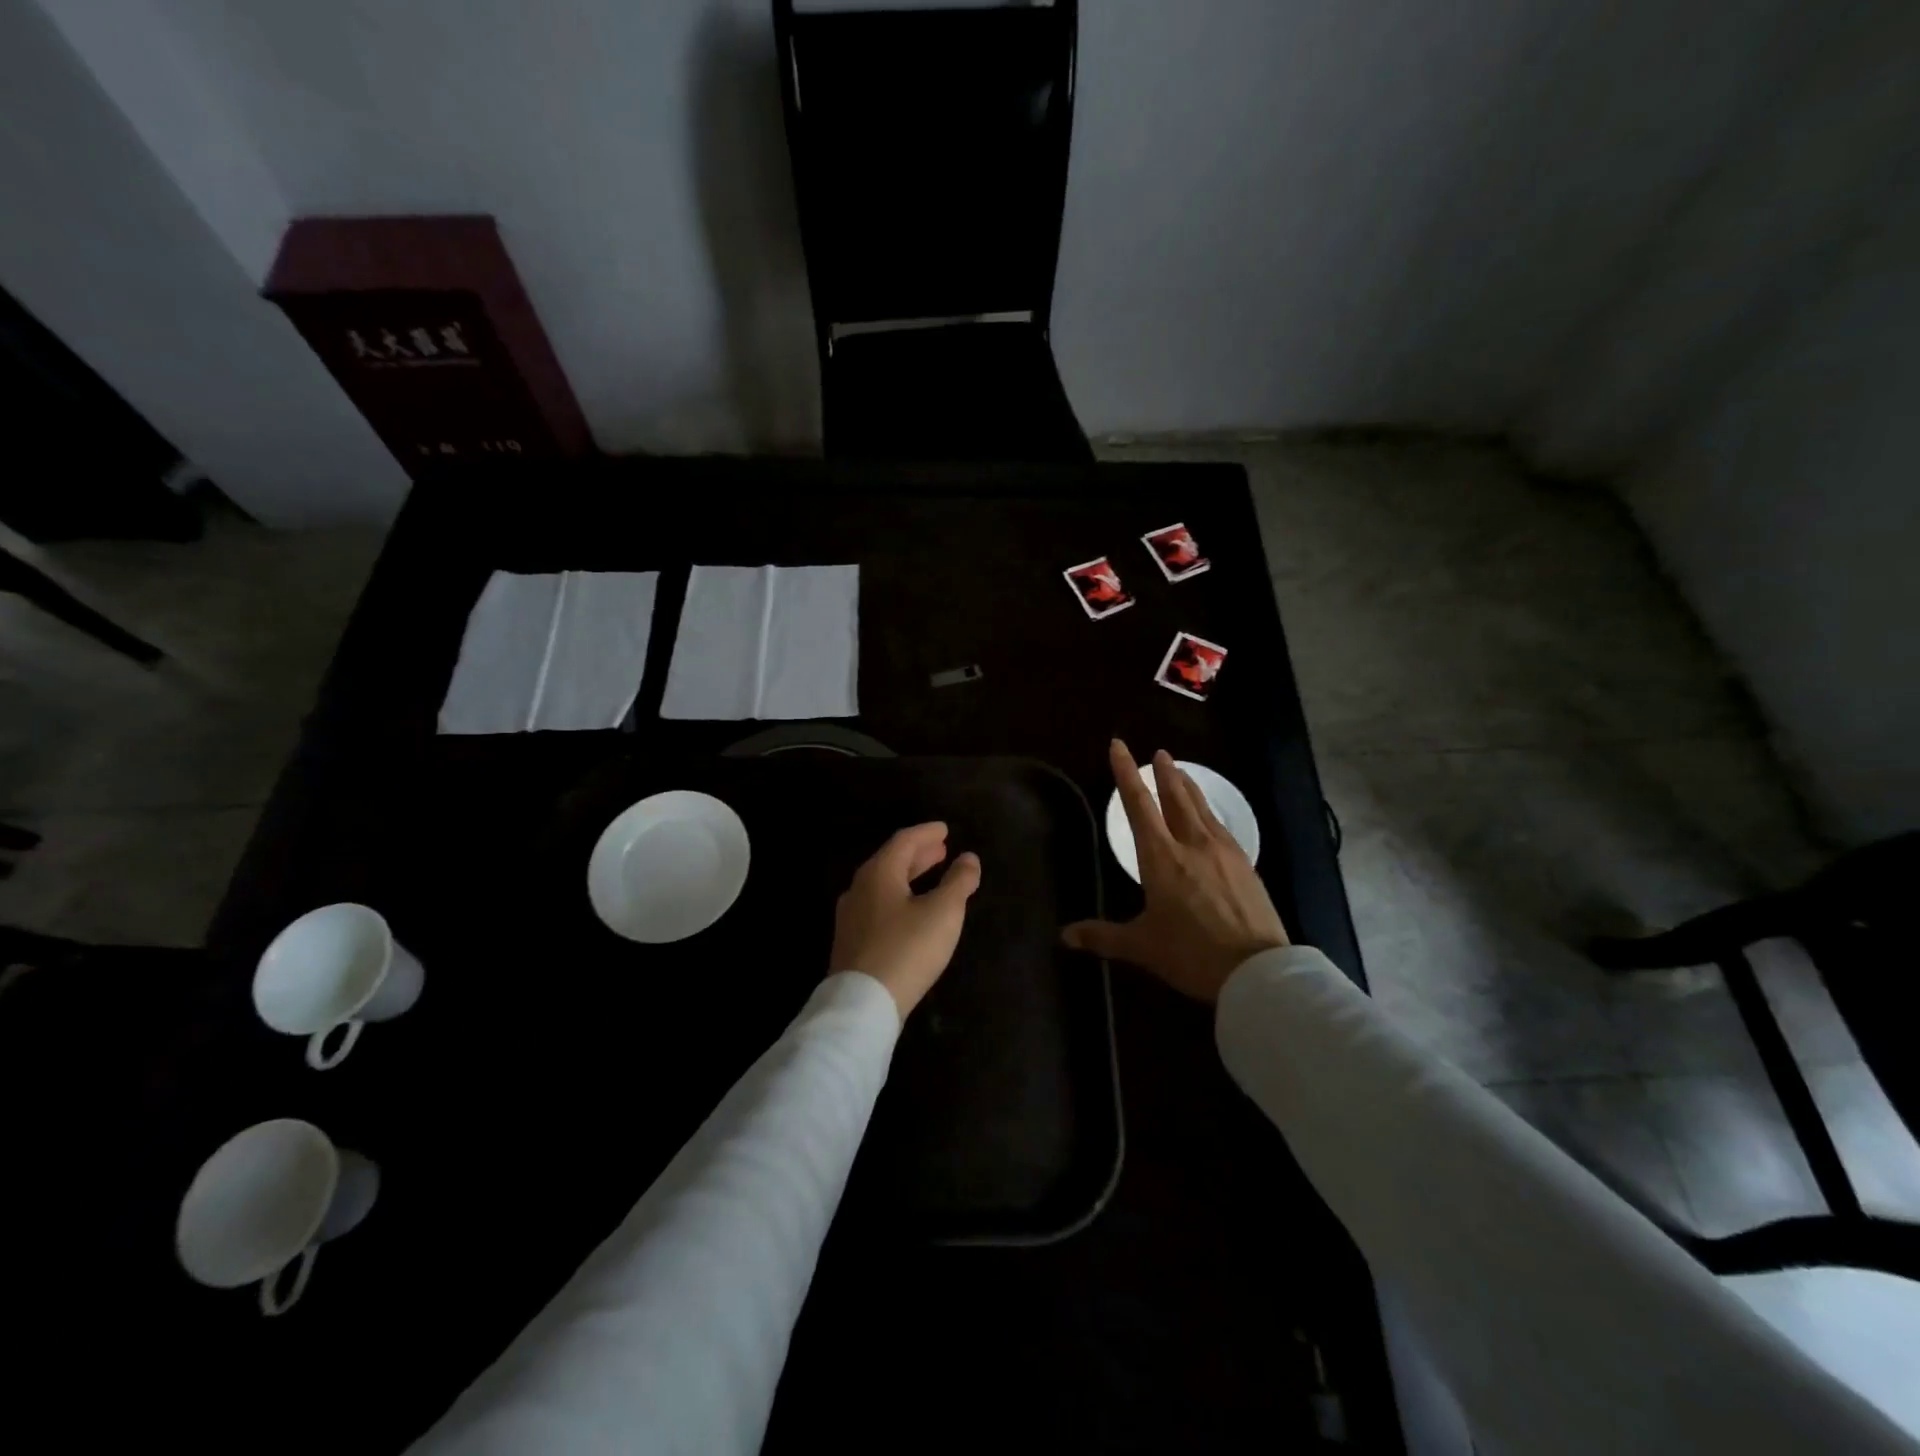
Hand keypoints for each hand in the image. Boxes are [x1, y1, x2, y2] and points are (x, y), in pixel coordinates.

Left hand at [830, 822, 981, 1017]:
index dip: (926, 833)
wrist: (862, 1004)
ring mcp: (851, 917)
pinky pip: (878, 906)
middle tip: (941, 850)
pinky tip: (910, 911)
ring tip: (930, 875)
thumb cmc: (907, 949)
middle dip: (918, 854)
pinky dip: (899, 897)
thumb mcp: (943, 912)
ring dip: (908, 876)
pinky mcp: (851, 942)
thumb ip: (959, 881)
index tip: (945, 830)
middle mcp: (859, 888)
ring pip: (883, 885)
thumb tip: (969, 858)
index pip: (904, 841)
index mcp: (879, 873)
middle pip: (890, 862)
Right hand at [1062, 740, 1288, 1001]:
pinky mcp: (1246, 865)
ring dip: (1189, 787)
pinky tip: (1211, 818)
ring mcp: (1223, 852)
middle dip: (1164, 774)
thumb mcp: (1141, 946)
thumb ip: (1102, 936)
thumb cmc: (1191, 954)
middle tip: (1159, 753)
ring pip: (1202, 808)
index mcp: (1161, 857)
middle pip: (1175, 798)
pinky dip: (1209, 812)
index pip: (1139, 805)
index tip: (1119, 746)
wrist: (1257, 971)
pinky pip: (1222, 827)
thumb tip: (1065, 936)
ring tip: (1181, 773)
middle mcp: (1192, 844)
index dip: (1126, 773)